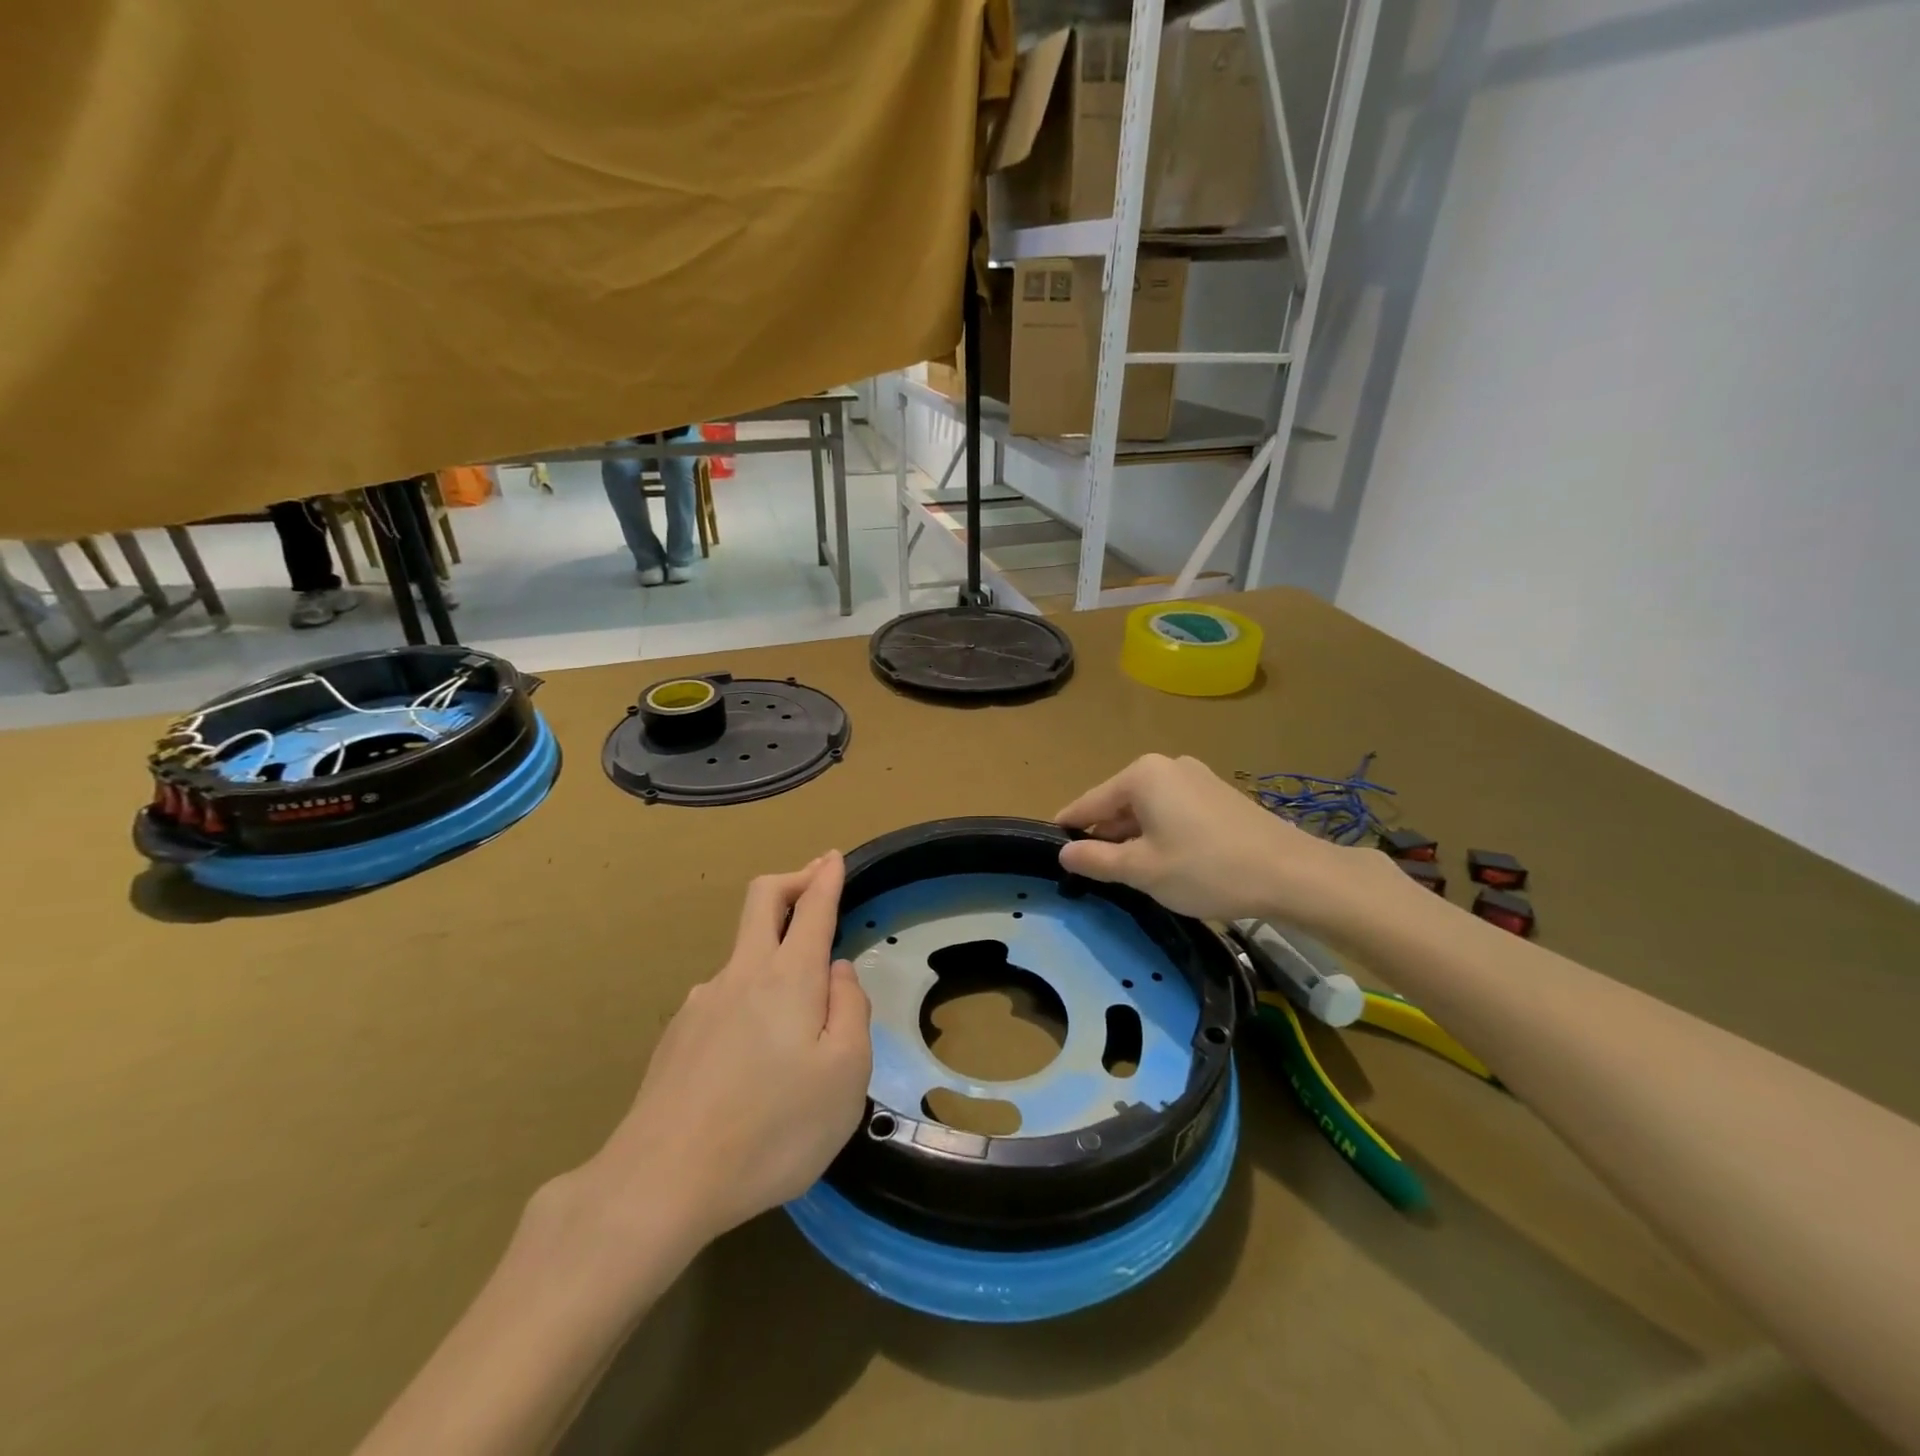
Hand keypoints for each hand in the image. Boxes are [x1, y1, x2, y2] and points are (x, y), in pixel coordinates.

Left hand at [573, 853, 871, 1255]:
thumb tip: (838, 972)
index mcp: (788, 977)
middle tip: (814, 878)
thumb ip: (851, 1010)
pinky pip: (724, 998)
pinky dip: (749, 999)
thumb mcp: (845, 1075)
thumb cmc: (772, 1128)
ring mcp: (702, 1002)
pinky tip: (753, 1057)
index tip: (833, 858)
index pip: (811, 907)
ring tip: (796, 1018)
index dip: (825, 877)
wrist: (661, 1181)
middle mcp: (741, 974)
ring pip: (743, 954)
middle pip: (761, 900)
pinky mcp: (678, 1035)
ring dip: (772, 950)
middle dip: (791, 879)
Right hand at [1056, 753, 1390, 931]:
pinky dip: (1161, 834)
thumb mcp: (1142, 870)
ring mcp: (1196, 777)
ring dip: (1134, 838)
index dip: (1069, 828)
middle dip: (1105, 837)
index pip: (1089, 802)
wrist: (1292, 874)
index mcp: (1141, 775)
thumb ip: (1096, 860)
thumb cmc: (1206, 869)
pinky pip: (1173, 811)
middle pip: (1118, 804)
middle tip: (1094, 874)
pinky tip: (1167, 863)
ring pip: (1147, 809)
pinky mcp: (1218, 794)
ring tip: (1130, 874)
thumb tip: (1065, 852)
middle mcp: (1166, 766)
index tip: (1052, 850)